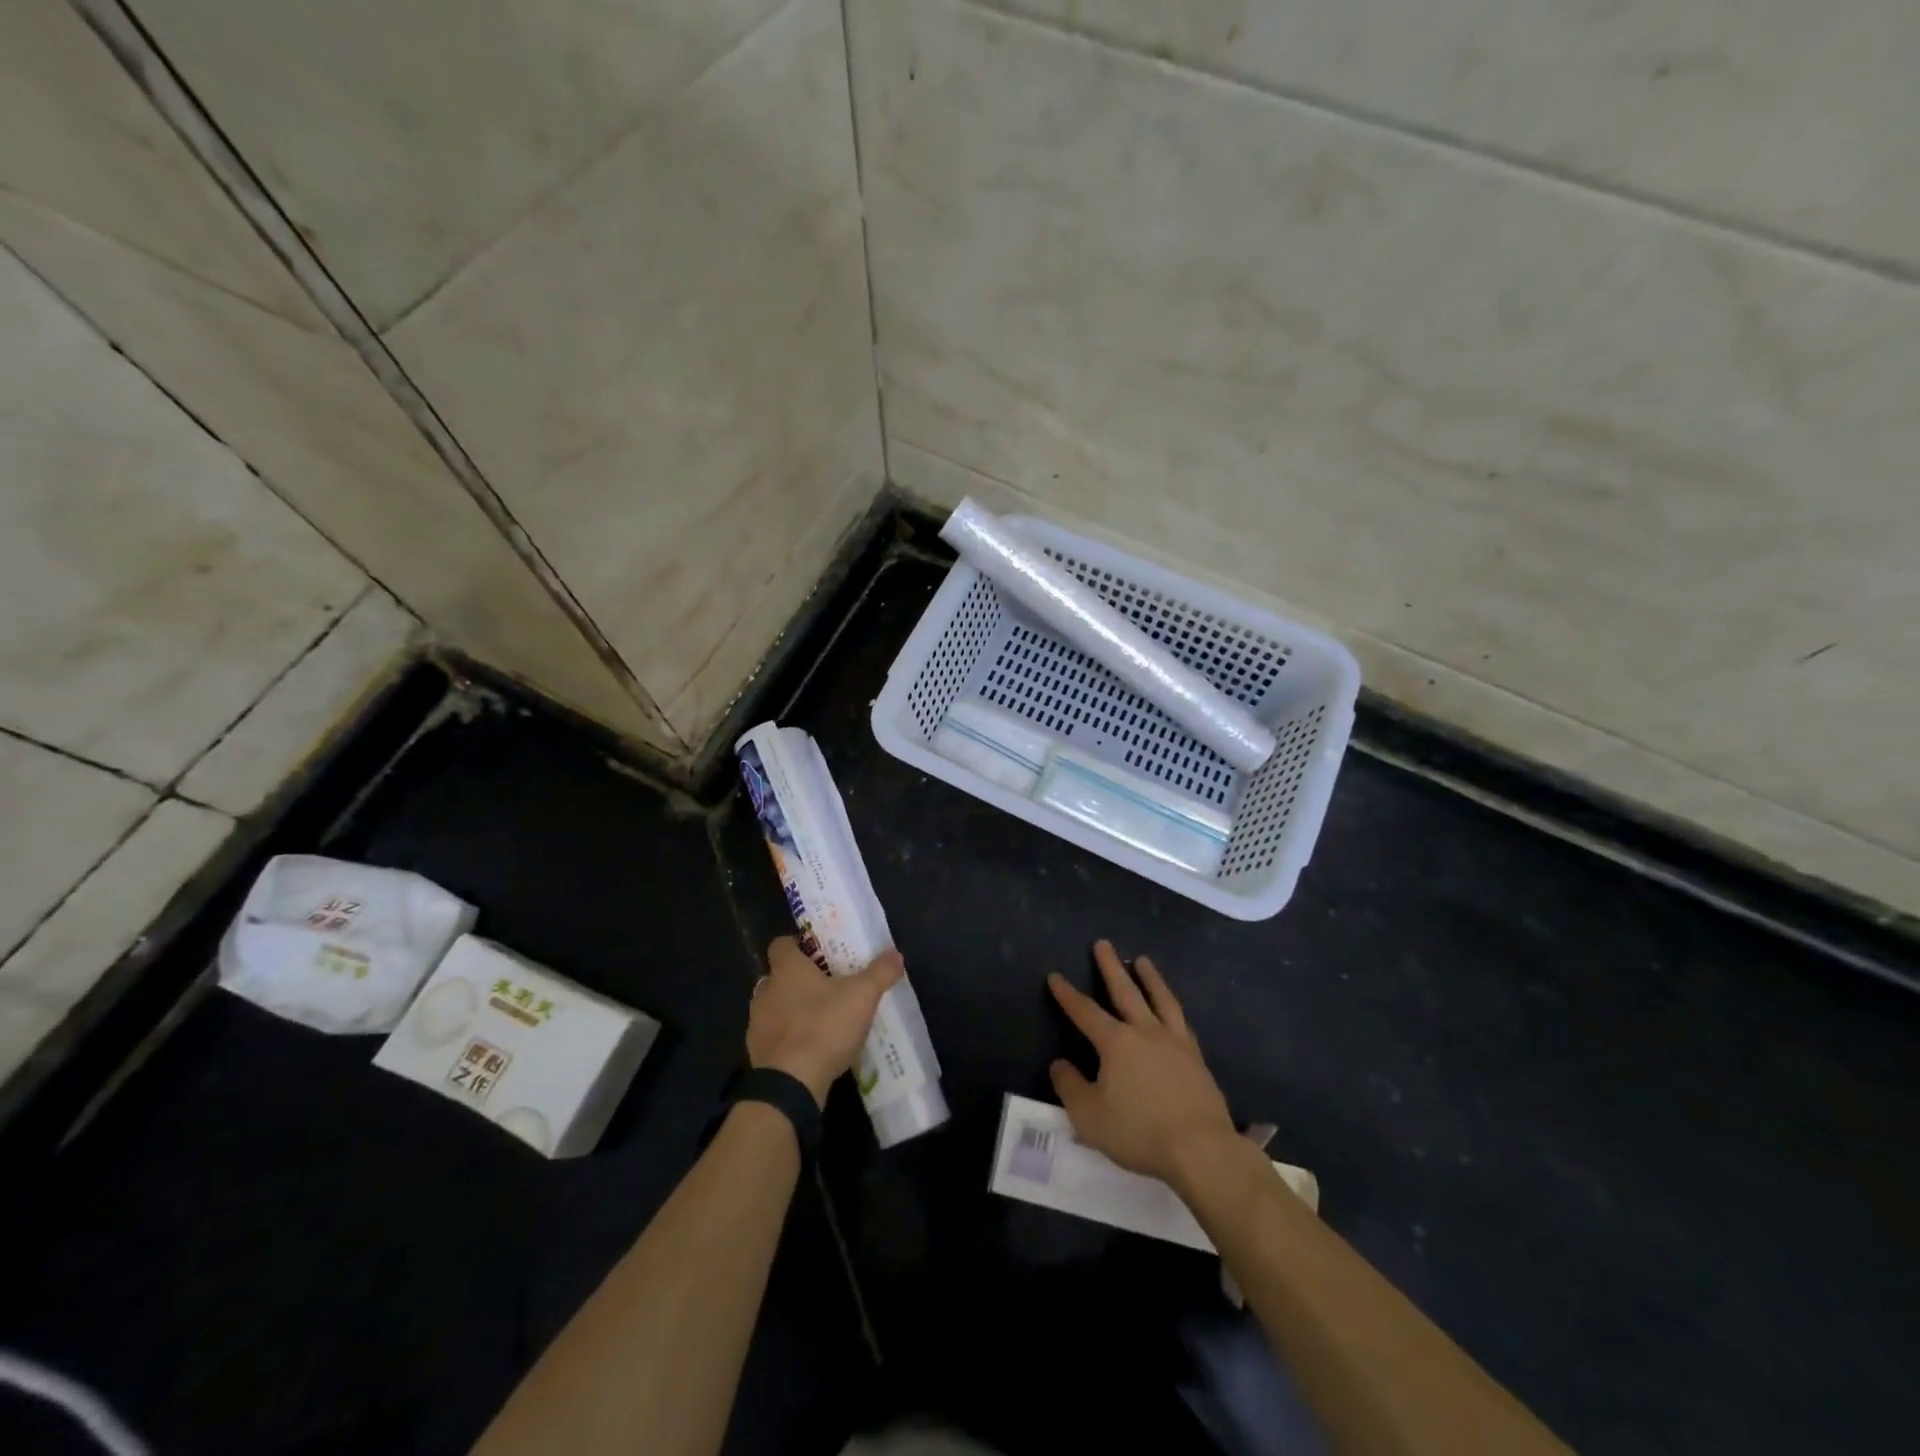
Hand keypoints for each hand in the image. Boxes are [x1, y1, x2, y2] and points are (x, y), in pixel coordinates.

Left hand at [748, 937, 902, 1106]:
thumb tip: (895, 954)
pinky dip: (789, 1039)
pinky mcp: (757, 1054)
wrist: (789, 1085)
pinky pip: (774, 1037)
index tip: (818, 952)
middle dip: (799, 980)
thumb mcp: (862, 996)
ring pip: (775, 1007)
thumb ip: (880, 972)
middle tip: (828, 986)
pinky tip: (812, 1049)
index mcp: (787, 970)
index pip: (781, 944)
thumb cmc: (823, 1027)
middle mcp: (766, 991)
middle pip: (779, 976)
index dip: (798, 945)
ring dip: (793, 1010)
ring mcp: (757, 1024)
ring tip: (822, 1019)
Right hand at [1047, 940, 1236, 1185]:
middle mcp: (1145, 1032)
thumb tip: (1059, 1064)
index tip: (1055, 976)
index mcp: (1116, 1043)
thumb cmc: (1139, 1132)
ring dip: (1150, 977)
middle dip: (1111, 967)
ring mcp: (1175, 1042)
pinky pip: (1181, 1022)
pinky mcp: (1197, 1058)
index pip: (1085, 1011)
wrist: (1200, 1149)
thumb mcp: (1089, 1116)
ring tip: (1143, 960)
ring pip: (1160, 999)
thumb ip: (1070, 1087)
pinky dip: (1173, 1008)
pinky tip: (1172, 1008)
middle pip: (1125, 991)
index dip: (1067, 994)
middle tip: (1103, 943)